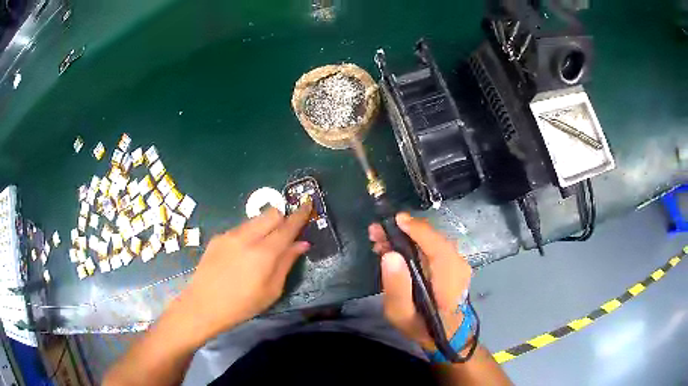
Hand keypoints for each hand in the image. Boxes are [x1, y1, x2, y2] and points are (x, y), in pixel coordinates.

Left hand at [179, 202, 311, 341]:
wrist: (203, 305)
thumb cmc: (242, 305)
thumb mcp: (272, 290)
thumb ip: (287, 263)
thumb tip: (302, 243)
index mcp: (264, 253)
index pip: (287, 226)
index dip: (300, 214)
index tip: (307, 203)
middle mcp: (247, 237)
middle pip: (271, 213)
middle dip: (282, 218)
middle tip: (284, 233)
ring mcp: (230, 235)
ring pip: (255, 219)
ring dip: (265, 226)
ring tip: (262, 246)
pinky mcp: (218, 237)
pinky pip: (240, 228)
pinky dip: (249, 234)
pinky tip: (242, 254)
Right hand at [369, 213, 471, 350]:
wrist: (446, 334)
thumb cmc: (421, 326)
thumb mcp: (401, 314)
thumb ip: (396, 287)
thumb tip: (390, 254)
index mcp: (449, 282)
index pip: (438, 247)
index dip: (418, 230)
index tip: (395, 220)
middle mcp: (459, 267)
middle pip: (434, 240)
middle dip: (405, 232)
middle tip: (377, 232)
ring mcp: (460, 264)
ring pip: (434, 241)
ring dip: (408, 237)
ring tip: (382, 240)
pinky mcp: (455, 264)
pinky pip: (435, 247)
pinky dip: (416, 243)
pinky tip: (397, 248)